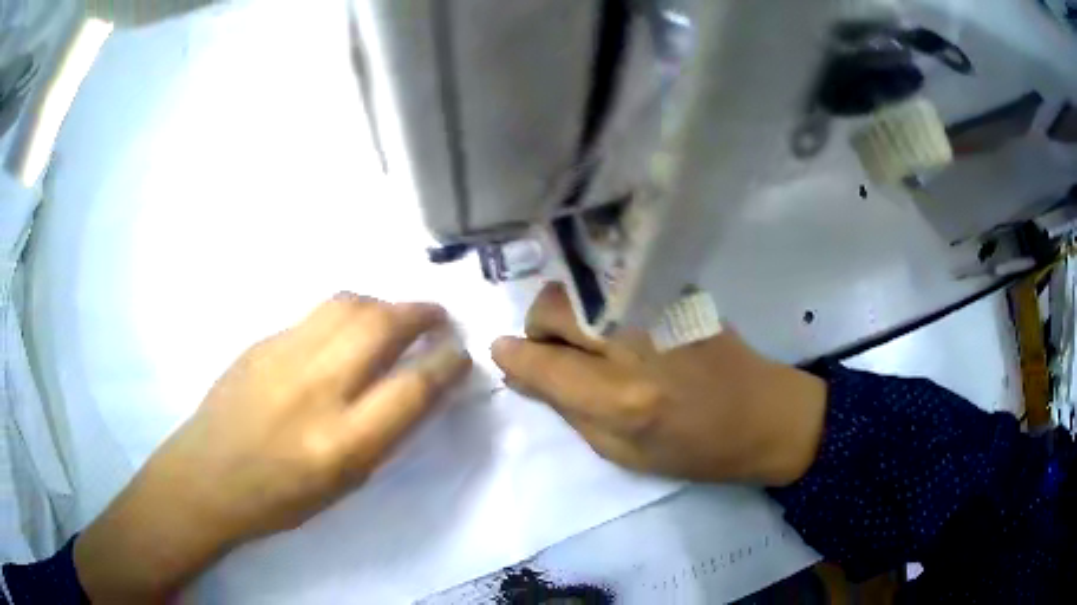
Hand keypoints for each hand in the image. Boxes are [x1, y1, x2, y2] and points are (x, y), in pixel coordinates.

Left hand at [74, 294, 470, 602]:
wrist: (208, 475)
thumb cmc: (281, 498)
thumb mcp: (345, 483)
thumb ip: (383, 431)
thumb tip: (417, 387)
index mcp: (342, 443)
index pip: (413, 387)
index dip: (448, 363)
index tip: (461, 355)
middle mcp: (316, 389)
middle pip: (383, 326)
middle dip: (423, 314)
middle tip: (439, 319)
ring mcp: (284, 355)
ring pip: (351, 304)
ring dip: (387, 304)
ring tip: (399, 316)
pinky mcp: (263, 340)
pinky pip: (319, 312)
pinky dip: (351, 311)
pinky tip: (352, 327)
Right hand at [492, 283, 825, 486]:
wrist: (763, 415)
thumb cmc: (696, 449)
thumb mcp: (623, 453)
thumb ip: (569, 411)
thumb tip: (523, 376)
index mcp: (621, 399)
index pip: (542, 364)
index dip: (514, 357)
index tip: (504, 354)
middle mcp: (634, 344)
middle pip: (554, 307)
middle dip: (541, 328)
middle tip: (557, 351)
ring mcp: (658, 308)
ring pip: (581, 288)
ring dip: (571, 313)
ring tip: (594, 341)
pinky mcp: (677, 291)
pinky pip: (616, 285)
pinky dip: (604, 303)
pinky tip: (627, 328)